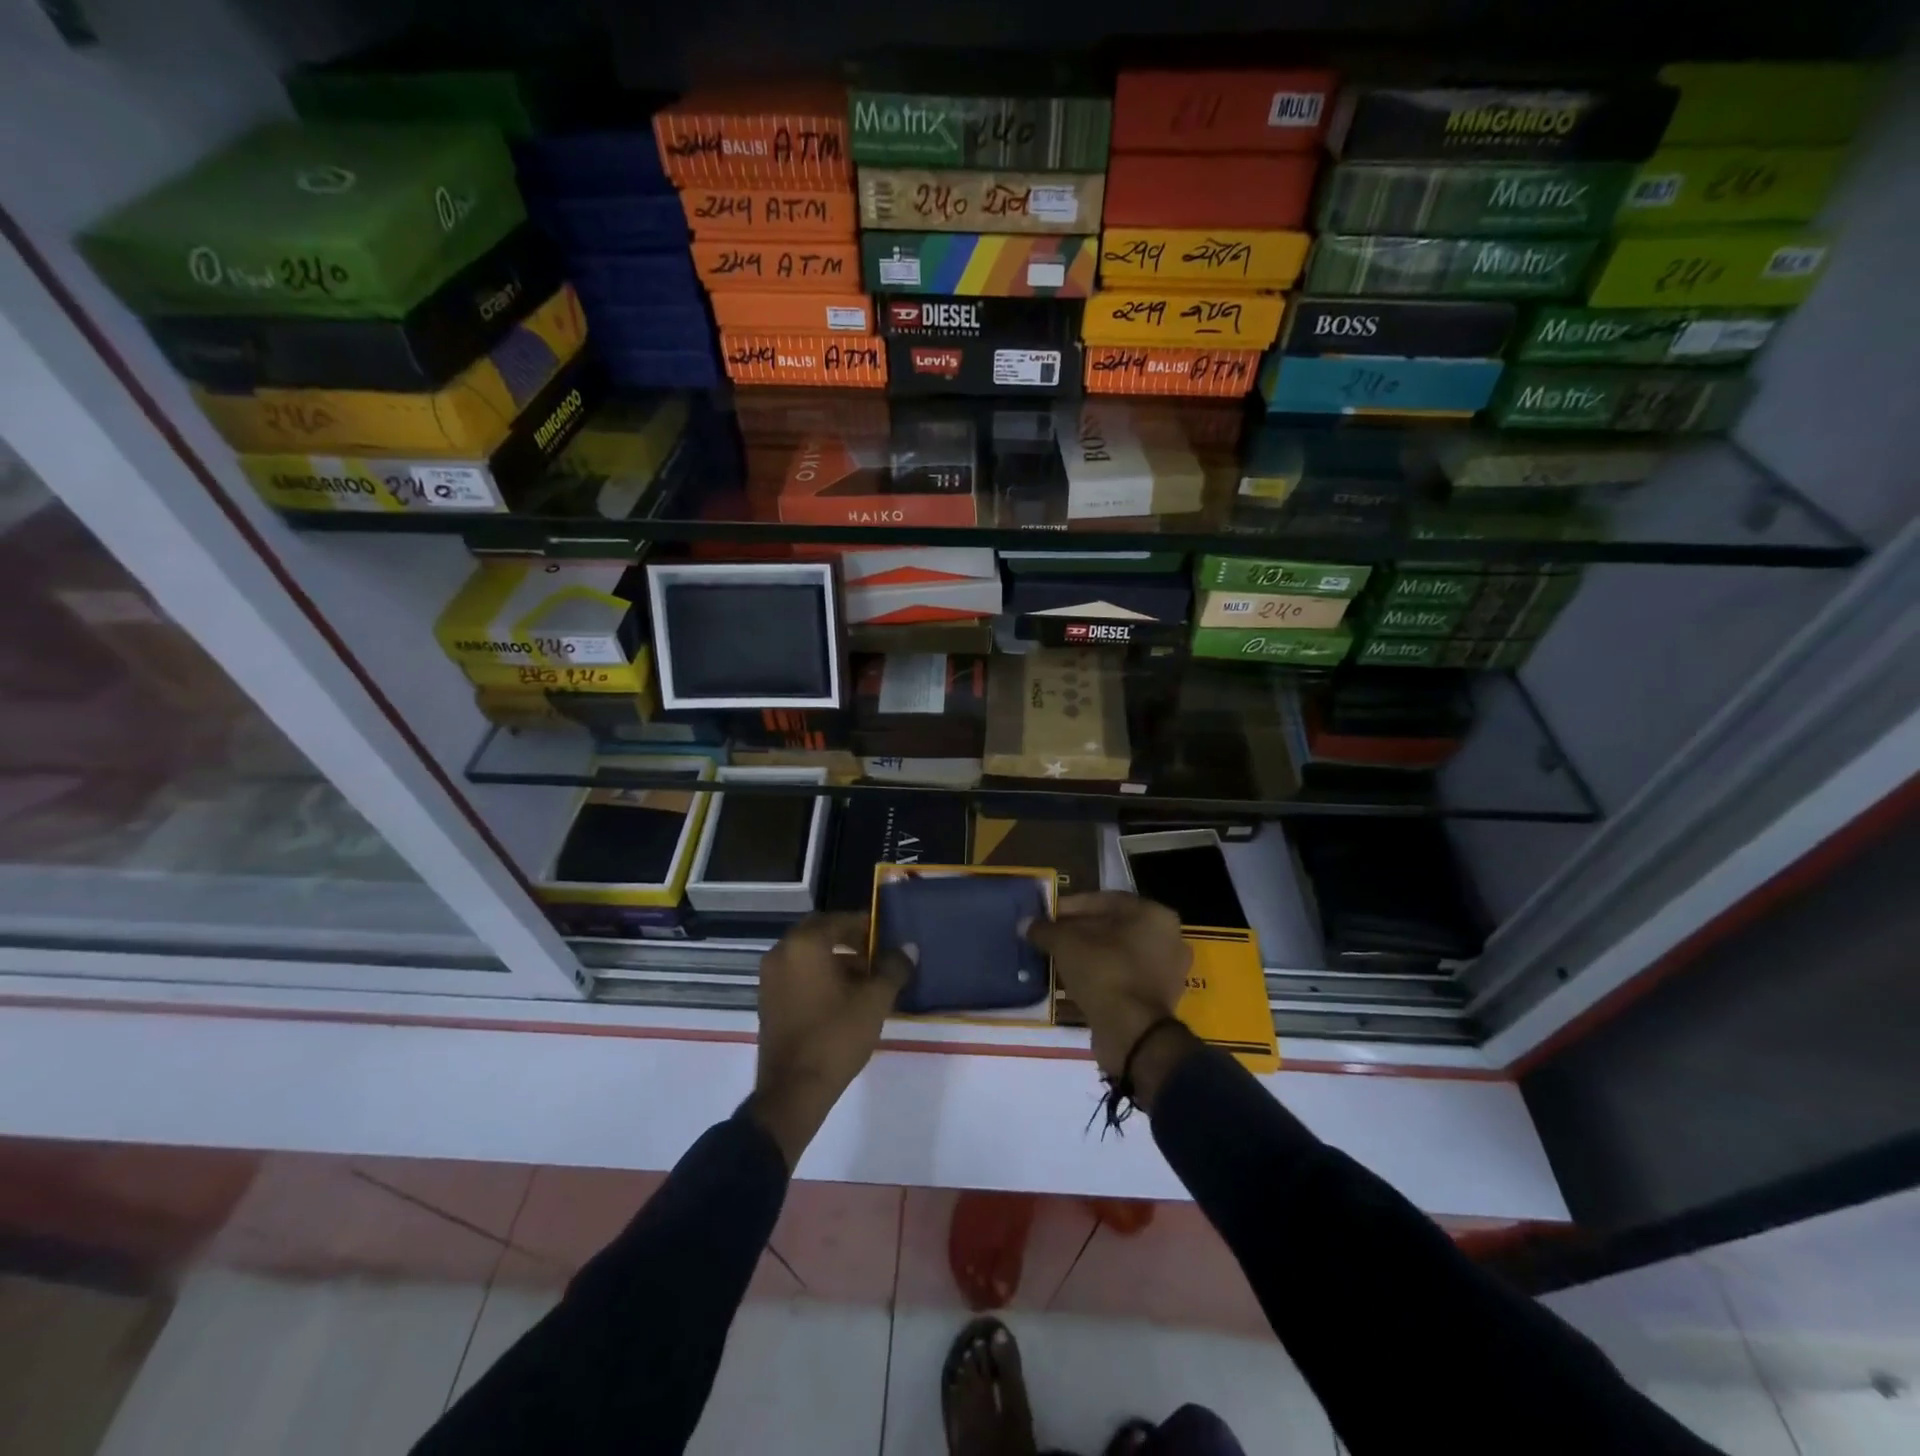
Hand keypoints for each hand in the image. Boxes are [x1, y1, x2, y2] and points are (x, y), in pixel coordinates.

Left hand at [747, 912, 912, 1167]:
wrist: (794, 1090)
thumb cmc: (836, 1036)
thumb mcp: (874, 1000)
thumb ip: (893, 968)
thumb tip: (909, 948)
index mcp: (805, 944)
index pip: (839, 920)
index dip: (865, 925)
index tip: (886, 937)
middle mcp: (781, 952)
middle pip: (820, 933)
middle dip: (848, 939)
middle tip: (876, 953)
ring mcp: (770, 977)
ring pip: (807, 954)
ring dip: (834, 958)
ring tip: (865, 978)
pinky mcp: (768, 1000)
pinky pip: (797, 973)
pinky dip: (818, 975)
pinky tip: (843, 996)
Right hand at [1025, 893, 1194, 1097]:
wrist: (1132, 1033)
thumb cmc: (1104, 972)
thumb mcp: (1066, 944)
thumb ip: (1046, 929)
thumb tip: (1026, 925)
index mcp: (1153, 914)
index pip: (1104, 900)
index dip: (1071, 906)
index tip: (1047, 916)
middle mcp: (1168, 937)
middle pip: (1113, 927)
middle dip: (1079, 931)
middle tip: (1051, 938)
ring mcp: (1167, 970)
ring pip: (1119, 953)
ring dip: (1089, 955)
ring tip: (1059, 959)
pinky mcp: (1159, 998)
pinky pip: (1124, 977)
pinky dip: (1102, 976)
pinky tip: (1075, 981)